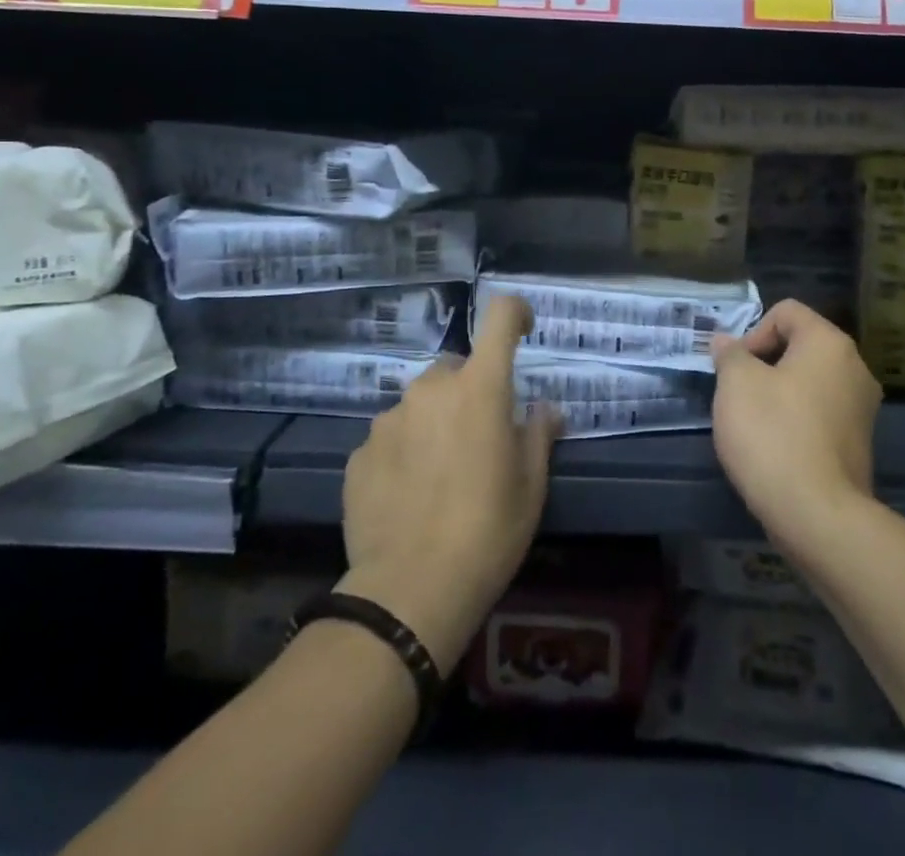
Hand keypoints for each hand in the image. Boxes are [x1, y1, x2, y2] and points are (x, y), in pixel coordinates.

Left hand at [336, 295, 559, 673]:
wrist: (410, 591)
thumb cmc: (488, 530)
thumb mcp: (531, 484)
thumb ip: (539, 433)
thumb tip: (545, 408)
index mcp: (480, 386)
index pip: (499, 317)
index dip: (514, 313)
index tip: (523, 330)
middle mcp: (431, 388)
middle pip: (457, 368)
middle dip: (470, 391)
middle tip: (480, 439)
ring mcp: (389, 418)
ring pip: (421, 404)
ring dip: (435, 422)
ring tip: (441, 476)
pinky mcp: (359, 453)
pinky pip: (391, 437)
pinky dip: (405, 452)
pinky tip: (409, 496)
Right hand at [711, 299, 881, 556]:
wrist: (817, 515)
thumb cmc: (772, 434)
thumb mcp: (736, 383)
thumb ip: (730, 354)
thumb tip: (727, 342)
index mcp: (829, 343)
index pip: (786, 311)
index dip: (753, 331)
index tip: (736, 368)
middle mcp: (854, 367)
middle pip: (800, 345)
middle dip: (764, 363)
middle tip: (738, 393)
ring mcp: (862, 408)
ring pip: (809, 382)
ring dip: (778, 393)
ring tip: (753, 423)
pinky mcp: (858, 444)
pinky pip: (819, 414)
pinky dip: (796, 420)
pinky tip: (775, 448)